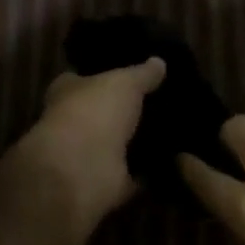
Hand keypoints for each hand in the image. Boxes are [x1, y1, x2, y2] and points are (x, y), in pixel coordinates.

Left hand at [16, 59, 166, 230]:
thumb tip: (159, 62)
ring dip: (140, 141)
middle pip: (104, 113)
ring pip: (119, 144)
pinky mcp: (107, 182)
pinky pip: (134, 174)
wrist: (83, 168)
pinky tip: (176, 160)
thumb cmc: (95, 111)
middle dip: (127, 110)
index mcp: (68, 92)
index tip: (135, 76)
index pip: (85, 79)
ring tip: (176, 129)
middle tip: (165, 102)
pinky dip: (151, 171)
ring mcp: (89, 155)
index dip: (106, 76)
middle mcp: (74, 122)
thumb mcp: (125, 82)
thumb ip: (142, 73)